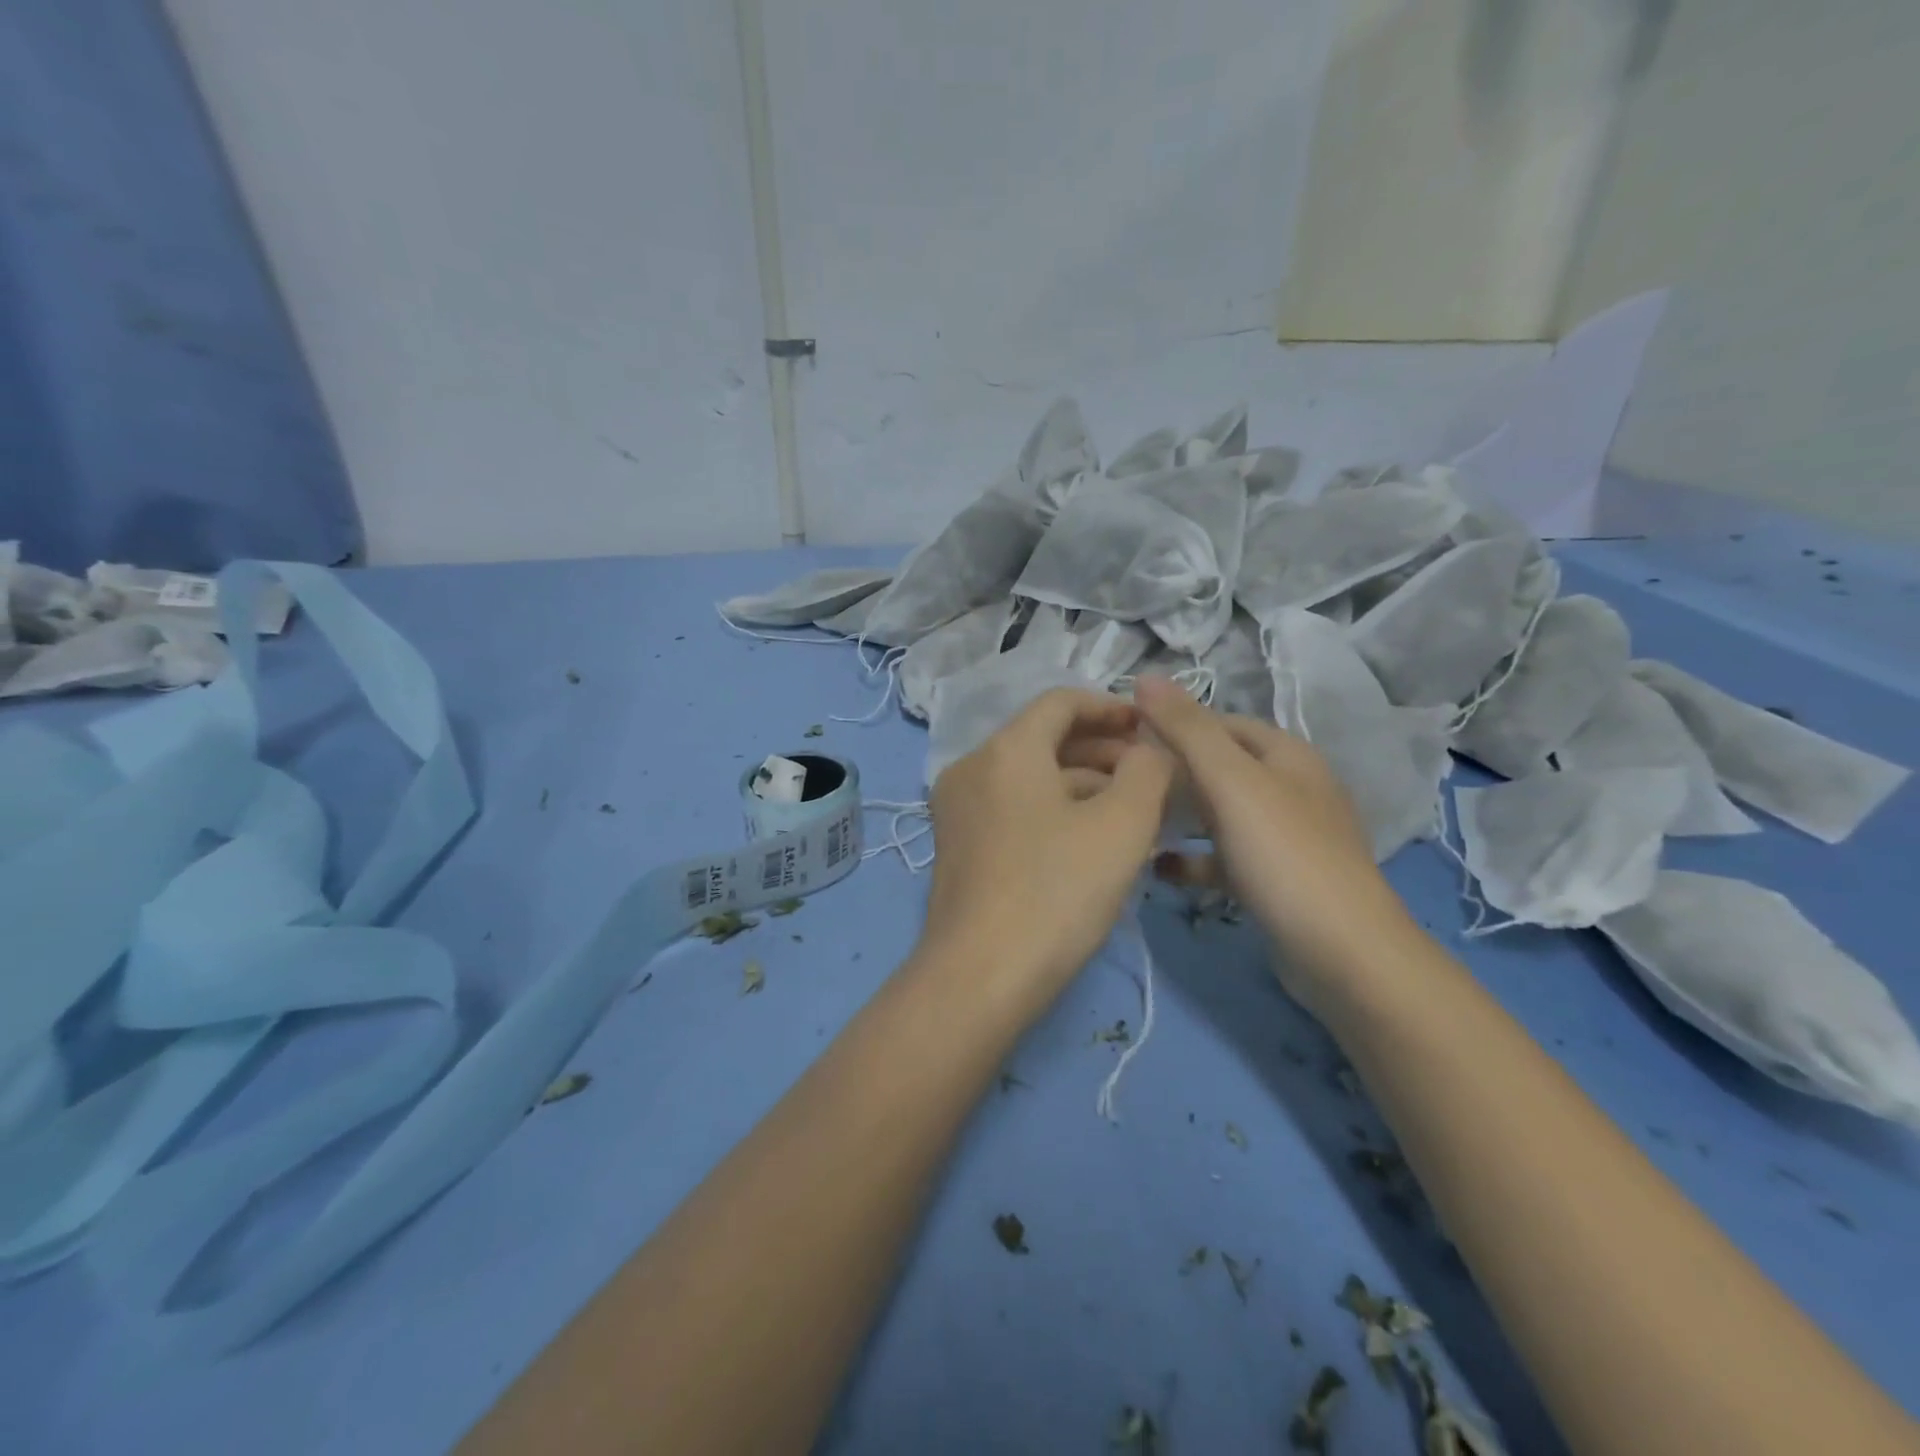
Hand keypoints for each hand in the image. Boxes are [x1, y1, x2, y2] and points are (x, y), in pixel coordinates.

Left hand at [922, 689, 1173, 1018]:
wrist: (979, 976)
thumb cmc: (1057, 891)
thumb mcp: (1122, 825)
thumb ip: (1147, 771)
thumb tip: (1149, 749)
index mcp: (1006, 749)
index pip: (1061, 702)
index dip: (1111, 707)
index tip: (1151, 729)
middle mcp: (972, 767)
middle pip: (1043, 738)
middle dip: (1101, 749)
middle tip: (1150, 775)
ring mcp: (958, 808)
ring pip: (1029, 776)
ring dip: (1081, 782)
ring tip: (1131, 810)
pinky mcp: (957, 845)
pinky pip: (1012, 806)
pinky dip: (1053, 808)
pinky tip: (1088, 839)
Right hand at [1131, 677, 1412, 1009]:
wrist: (1342, 954)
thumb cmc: (1284, 854)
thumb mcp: (1230, 781)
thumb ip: (1186, 729)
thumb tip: (1145, 676)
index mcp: (1286, 755)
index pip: (1221, 722)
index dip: (1175, 723)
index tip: (1125, 738)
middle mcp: (1290, 789)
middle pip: (1220, 767)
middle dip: (1172, 770)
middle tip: (1121, 782)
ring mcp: (1286, 838)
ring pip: (1221, 814)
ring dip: (1180, 815)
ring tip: (1133, 819)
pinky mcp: (1277, 881)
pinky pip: (1225, 859)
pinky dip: (1194, 860)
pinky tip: (1159, 868)